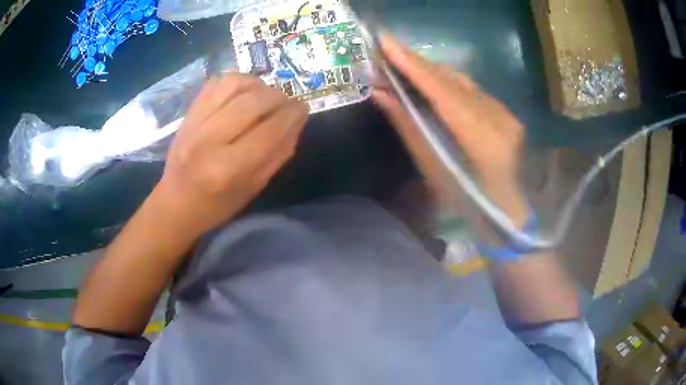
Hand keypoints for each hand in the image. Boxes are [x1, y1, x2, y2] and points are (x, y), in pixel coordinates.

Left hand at [154, 74, 308, 236]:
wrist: (175, 202)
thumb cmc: (216, 205)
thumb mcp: (253, 189)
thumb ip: (278, 154)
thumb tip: (297, 120)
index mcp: (227, 169)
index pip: (269, 131)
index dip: (292, 115)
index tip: (303, 108)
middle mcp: (209, 140)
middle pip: (253, 102)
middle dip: (278, 97)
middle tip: (286, 104)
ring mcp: (195, 122)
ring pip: (235, 84)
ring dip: (259, 85)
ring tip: (265, 96)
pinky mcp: (188, 112)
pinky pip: (217, 82)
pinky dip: (237, 82)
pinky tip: (245, 92)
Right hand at [373, 35, 526, 224]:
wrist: (506, 209)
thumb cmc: (466, 200)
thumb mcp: (433, 169)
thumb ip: (408, 127)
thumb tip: (380, 94)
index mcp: (482, 139)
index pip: (444, 92)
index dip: (414, 67)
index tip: (387, 43)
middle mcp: (498, 118)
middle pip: (453, 81)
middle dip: (418, 64)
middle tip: (388, 51)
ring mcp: (506, 113)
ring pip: (463, 82)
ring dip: (432, 72)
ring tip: (404, 64)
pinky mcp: (507, 112)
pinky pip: (473, 90)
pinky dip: (449, 83)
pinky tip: (433, 82)